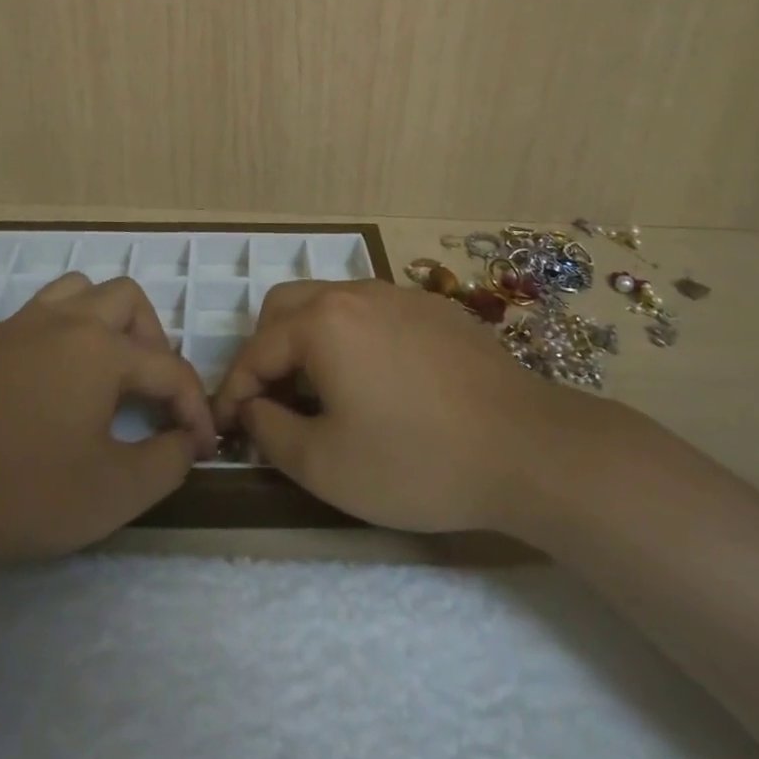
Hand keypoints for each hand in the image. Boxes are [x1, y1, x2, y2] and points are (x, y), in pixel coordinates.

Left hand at [0, 273, 213, 559]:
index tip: (200, 447)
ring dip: (105, 320)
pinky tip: (52, 379)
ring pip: (79, 292)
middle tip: (150, 387)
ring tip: (105, 366)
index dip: (194, 408)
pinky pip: (38, 315)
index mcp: (102, 350)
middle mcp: (65, 322)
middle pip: (127, 300)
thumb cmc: (20, 486)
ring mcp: (19, 326)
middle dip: (153, 340)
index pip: (169, 369)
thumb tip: (184, 442)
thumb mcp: (108, 492)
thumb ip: (163, 464)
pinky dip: (62, 332)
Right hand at [212, 281, 624, 533]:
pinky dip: (350, 338)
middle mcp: (356, 292)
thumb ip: (270, 431)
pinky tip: (374, 381)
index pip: (255, 349)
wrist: (529, 449)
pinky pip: (372, 312)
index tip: (228, 429)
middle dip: (265, 352)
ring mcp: (400, 295)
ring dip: (307, 341)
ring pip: (330, 304)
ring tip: (318, 392)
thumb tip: (252, 407)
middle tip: (271, 401)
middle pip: (286, 307)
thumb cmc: (417, 460)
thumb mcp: (325, 465)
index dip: (233, 390)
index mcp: (322, 322)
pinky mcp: (434, 309)